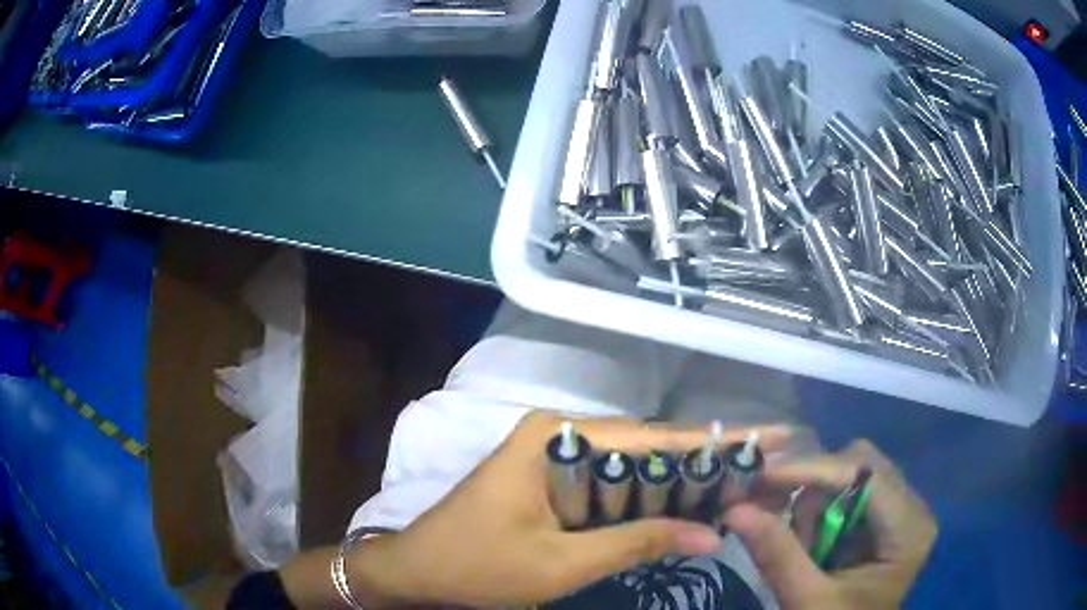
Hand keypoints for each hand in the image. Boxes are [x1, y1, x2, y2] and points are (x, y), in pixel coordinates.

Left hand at [349, 411, 793, 607]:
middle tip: (763, 466)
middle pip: (647, 446)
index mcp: (557, 438)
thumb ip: (637, 542)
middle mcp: (560, 434)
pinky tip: (683, 504)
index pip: (654, 438)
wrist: (416, 573)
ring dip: (679, 480)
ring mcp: (554, 455)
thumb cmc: (477, 568)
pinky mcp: (551, 479)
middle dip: (705, 460)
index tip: (772, 433)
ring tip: (738, 483)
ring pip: (631, 465)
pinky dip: (647, 497)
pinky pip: (610, 483)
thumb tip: (714, 533)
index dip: (718, 440)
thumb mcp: (560, 564)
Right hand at [725, 440, 937, 609]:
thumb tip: (733, 509)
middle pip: (861, 464)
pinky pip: (848, 492)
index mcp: (909, 529)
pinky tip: (809, 541)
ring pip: (852, 473)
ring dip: (814, 502)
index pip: (866, 474)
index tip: (760, 474)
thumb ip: (777, 556)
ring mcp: (900, 511)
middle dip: (813, 485)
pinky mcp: (883, 519)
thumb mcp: (807, 601)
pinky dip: (819, 511)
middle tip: (769, 506)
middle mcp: (912, 508)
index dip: (812, 469)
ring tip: (800, 544)